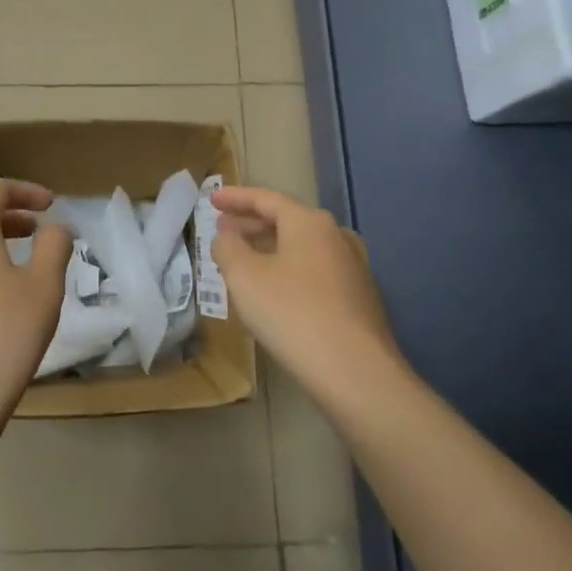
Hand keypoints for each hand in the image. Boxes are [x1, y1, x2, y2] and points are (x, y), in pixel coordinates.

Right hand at [211, 186, 403, 401]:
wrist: (356, 372)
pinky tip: (274, 290)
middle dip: (252, 223)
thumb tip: (227, 236)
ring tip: (244, 259)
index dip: (235, 197)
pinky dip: (288, 269)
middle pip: (287, 220)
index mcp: (309, 222)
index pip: (266, 198)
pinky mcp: (359, 298)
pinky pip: (314, 271)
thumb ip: (228, 247)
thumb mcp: (244, 277)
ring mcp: (353, 267)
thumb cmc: (292, 314)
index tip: (212, 198)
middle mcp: (337, 236)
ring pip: (302, 247)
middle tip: (224, 228)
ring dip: (270, 248)